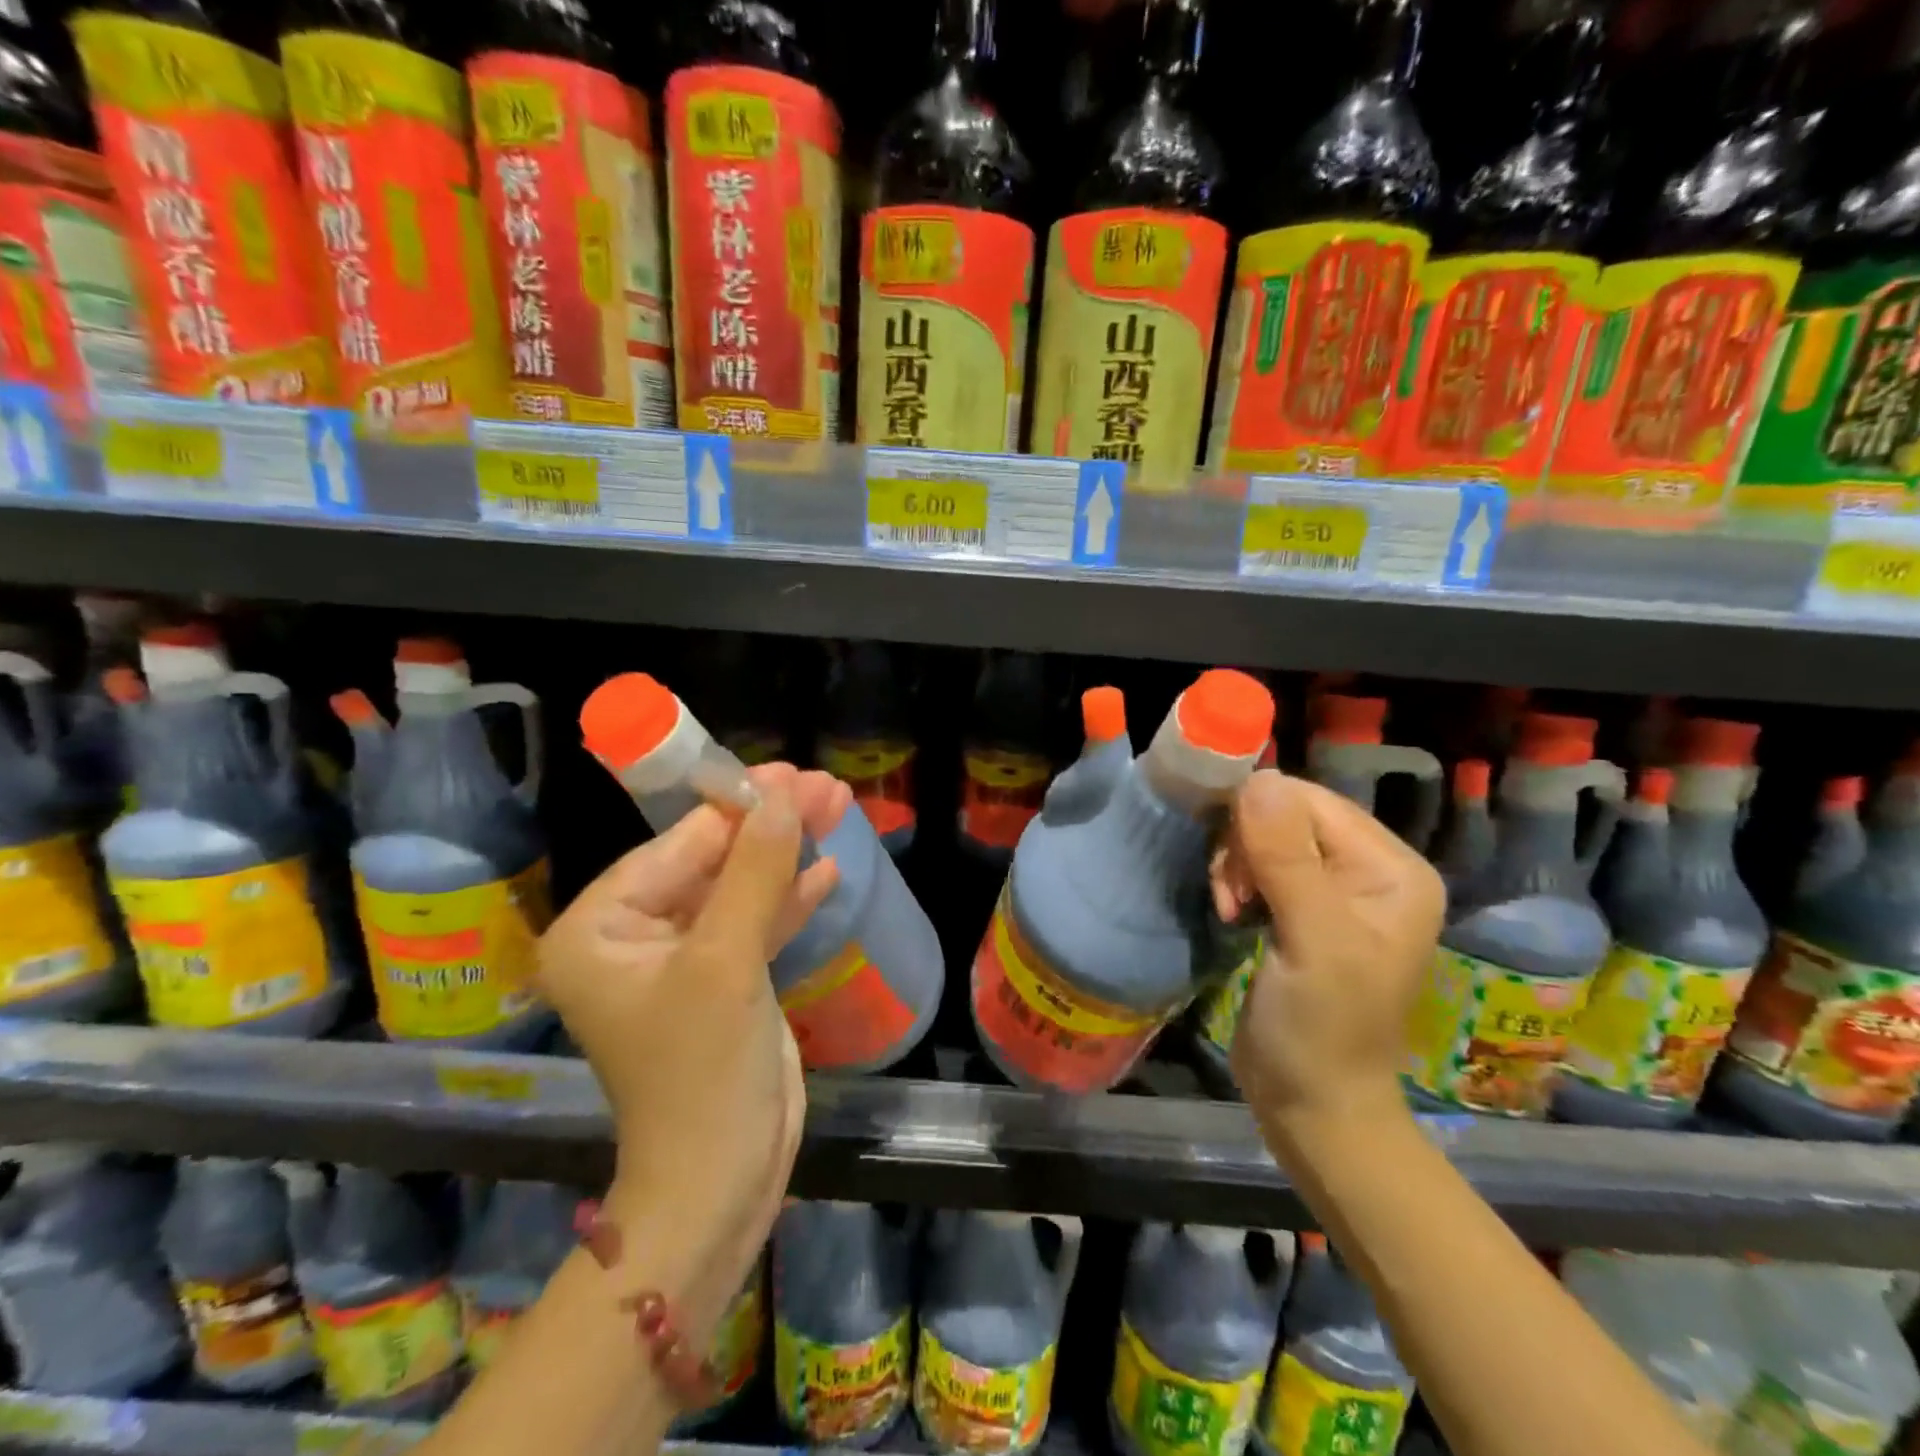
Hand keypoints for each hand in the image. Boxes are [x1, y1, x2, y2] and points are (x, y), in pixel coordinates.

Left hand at [536, 764, 849, 1338]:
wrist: (720, 1182)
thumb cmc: (702, 1072)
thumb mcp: (726, 961)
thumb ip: (753, 871)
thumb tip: (783, 795)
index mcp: (600, 928)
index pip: (676, 845)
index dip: (737, 805)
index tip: (792, 773)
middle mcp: (631, 936)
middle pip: (711, 861)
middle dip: (770, 826)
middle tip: (827, 787)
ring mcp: (680, 960)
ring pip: (738, 888)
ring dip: (787, 854)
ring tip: (838, 809)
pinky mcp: (721, 982)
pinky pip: (754, 923)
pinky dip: (788, 898)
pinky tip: (826, 869)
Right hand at [1212, 771, 1444, 1144]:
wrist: (1312, 1104)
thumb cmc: (1323, 1029)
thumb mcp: (1313, 943)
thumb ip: (1287, 859)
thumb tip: (1257, 779)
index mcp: (1392, 870)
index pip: (1312, 802)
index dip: (1259, 820)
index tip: (1233, 873)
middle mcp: (1369, 869)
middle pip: (1286, 814)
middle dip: (1245, 846)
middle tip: (1231, 898)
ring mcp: (1335, 889)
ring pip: (1265, 836)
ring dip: (1235, 865)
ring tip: (1230, 909)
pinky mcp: (1302, 907)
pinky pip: (1259, 863)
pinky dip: (1236, 879)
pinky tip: (1232, 912)